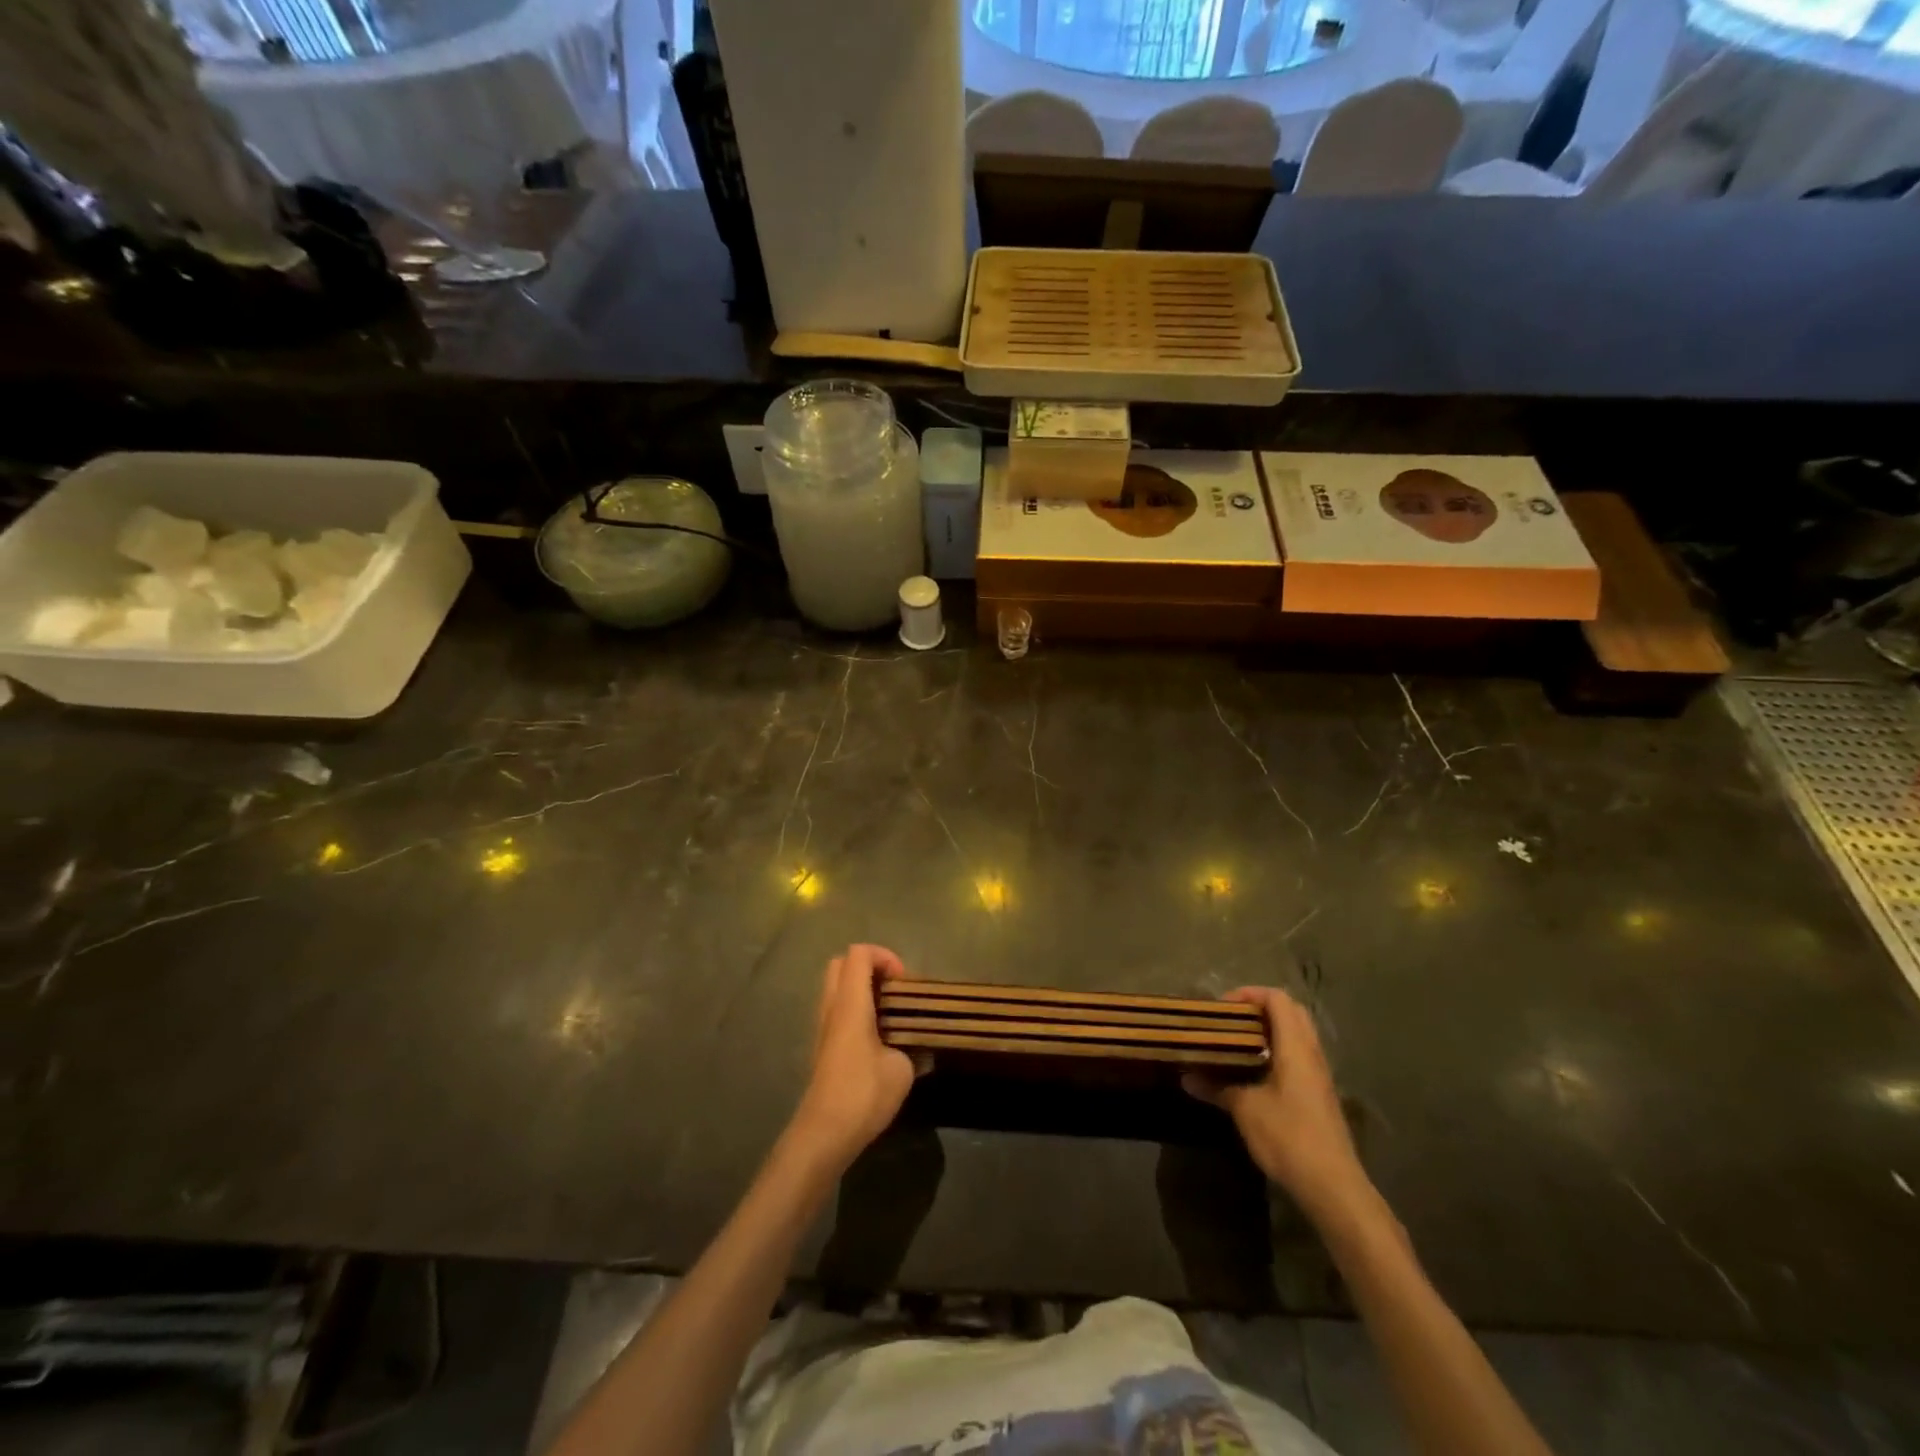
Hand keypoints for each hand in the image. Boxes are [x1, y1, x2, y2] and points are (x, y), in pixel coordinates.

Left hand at [784, 944, 918, 1175]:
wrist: (823, 1134)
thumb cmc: (863, 1094)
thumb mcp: (902, 1069)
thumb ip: (911, 1048)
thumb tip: (919, 1047)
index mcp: (850, 1003)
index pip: (858, 954)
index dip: (884, 956)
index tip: (904, 982)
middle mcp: (831, 1008)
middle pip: (841, 964)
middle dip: (870, 967)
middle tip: (894, 990)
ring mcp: (822, 1028)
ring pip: (836, 988)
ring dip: (861, 989)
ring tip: (889, 1012)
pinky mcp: (822, 1047)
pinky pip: (836, 1010)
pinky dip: (855, 1009)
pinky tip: (877, 1036)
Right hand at [1184, 986, 1371, 1224]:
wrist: (1333, 1186)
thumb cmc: (1289, 1137)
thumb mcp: (1245, 1110)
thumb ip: (1216, 1088)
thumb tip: (1186, 1077)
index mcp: (1296, 1047)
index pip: (1278, 999)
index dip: (1249, 994)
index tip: (1222, 1008)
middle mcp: (1312, 1054)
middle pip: (1291, 1012)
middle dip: (1260, 1009)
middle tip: (1231, 1021)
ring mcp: (1319, 1075)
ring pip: (1297, 1035)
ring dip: (1269, 1031)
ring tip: (1237, 1044)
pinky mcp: (1319, 1095)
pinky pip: (1298, 1057)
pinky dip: (1276, 1052)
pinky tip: (1254, 1073)